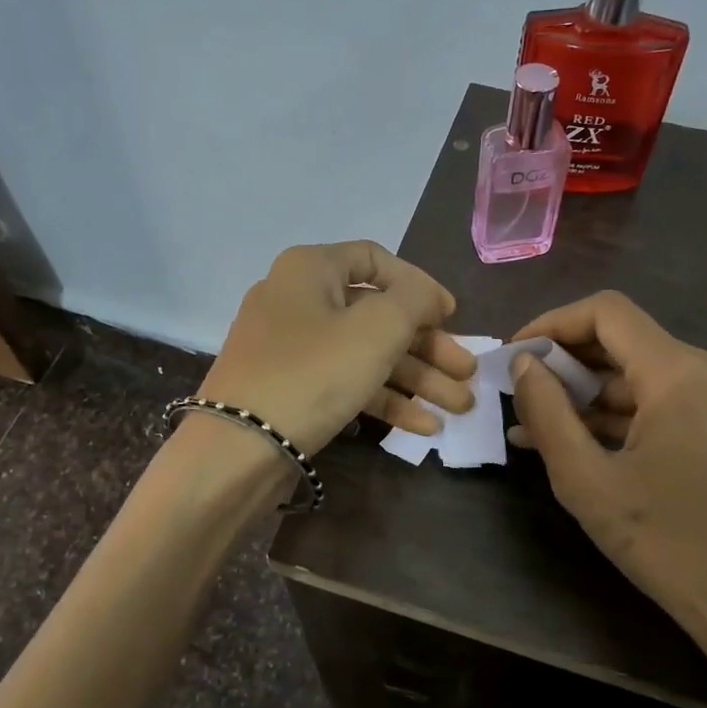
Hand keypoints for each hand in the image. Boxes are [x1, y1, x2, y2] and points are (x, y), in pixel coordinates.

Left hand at [200, 242, 476, 456]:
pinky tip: (424, 426)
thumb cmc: (314, 372)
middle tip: (467, 373)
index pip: (376, 260)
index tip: (451, 317)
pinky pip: (345, 383)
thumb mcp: (378, 327)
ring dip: (416, 379)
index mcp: (311, 269)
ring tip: (459, 407)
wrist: (239, 447)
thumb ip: (415, 300)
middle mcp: (298, 300)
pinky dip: (384, 400)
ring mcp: (291, 349)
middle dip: (429, 347)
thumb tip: (427, 296)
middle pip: (378, 315)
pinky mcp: (290, 390)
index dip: (420, 286)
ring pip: (366, 354)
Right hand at [508, 292, 706, 707]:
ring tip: (537, 427)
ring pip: (645, 374)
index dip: (552, 324)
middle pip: (627, 341)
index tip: (515, 355)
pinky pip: (668, 401)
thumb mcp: (586, 481)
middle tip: (520, 394)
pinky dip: (624, 415)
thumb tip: (524, 363)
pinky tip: (582, 442)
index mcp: (682, 374)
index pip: (607, 313)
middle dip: (567, 364)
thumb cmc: (666, 545)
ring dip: (591, 396)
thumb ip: (547, 413)